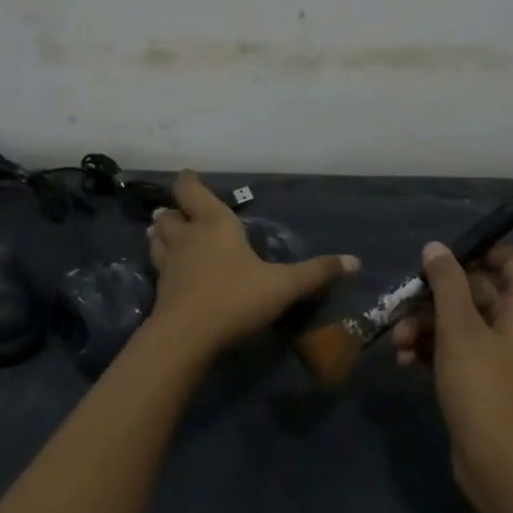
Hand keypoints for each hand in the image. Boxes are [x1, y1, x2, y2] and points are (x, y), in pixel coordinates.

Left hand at [146, 172, 357, 356]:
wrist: (187, 337)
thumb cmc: (236, 298)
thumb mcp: (284, 285)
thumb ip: (317, 272)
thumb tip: (355, 261)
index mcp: (215, 224)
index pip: (193, 191)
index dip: (190, 182)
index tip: (189, 175)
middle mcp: (188, 238)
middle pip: (171, 215)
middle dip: (174, 211)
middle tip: (178, 211)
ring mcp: (170, 264)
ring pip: (157, 239)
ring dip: (160, 233)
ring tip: (162, 232)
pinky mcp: (160, 290)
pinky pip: (158, 267)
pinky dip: (161, 262)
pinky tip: (168, 270)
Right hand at [393, 243, 512, 489]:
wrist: (501, 466)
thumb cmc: (485, 388)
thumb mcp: (460, 329)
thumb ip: (447, 283)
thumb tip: (436, 247)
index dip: (481, 251)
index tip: (442, 258)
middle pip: (474, 291)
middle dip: (434, 296)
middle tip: (402, 304)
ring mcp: (497, 356)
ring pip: (458, 322)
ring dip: (425, 325)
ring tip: (398, 342)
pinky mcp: (479, 381)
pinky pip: (453, 351)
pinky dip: (429, 350)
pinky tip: (404, 361)